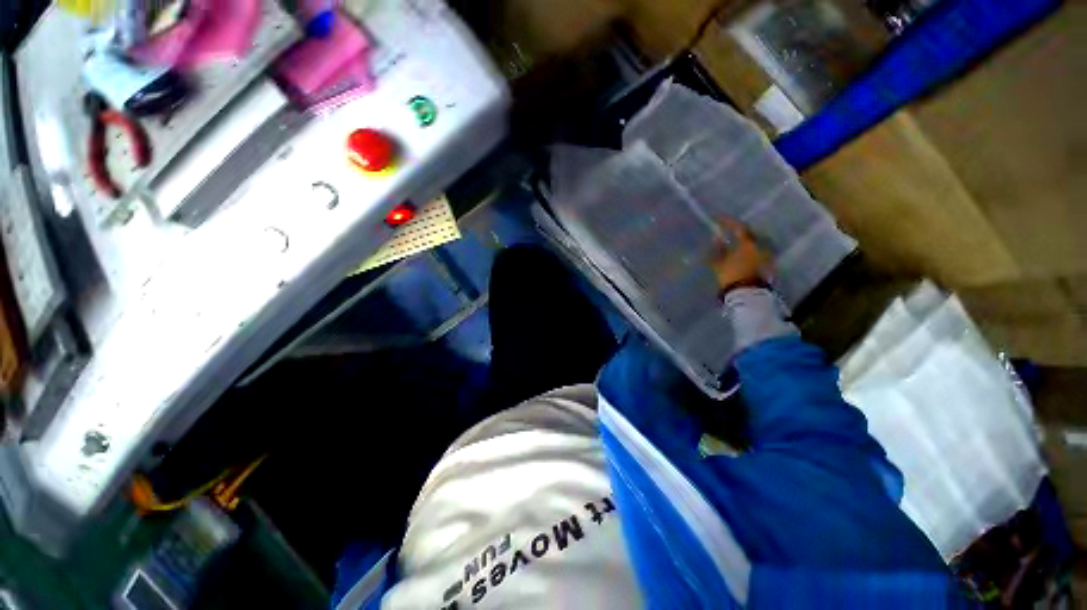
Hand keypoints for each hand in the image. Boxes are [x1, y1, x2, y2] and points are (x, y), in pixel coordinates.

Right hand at [711, 218, 769, 291]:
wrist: (747, 294)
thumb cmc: (731, 275)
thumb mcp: (719, 263)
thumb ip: (718, 249)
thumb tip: (716, 237)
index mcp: (748, 243)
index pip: (738, 227)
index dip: (727, 222)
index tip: (718, 218)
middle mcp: (760, 246)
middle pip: (748, 234)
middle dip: (737, 231)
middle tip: (727, 230)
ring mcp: (765, 255)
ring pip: (752, 243)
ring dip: (742, 241)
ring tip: (732, 243)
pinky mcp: (766, 265)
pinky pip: (755, 252)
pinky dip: (746, 250)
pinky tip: (739, 254)